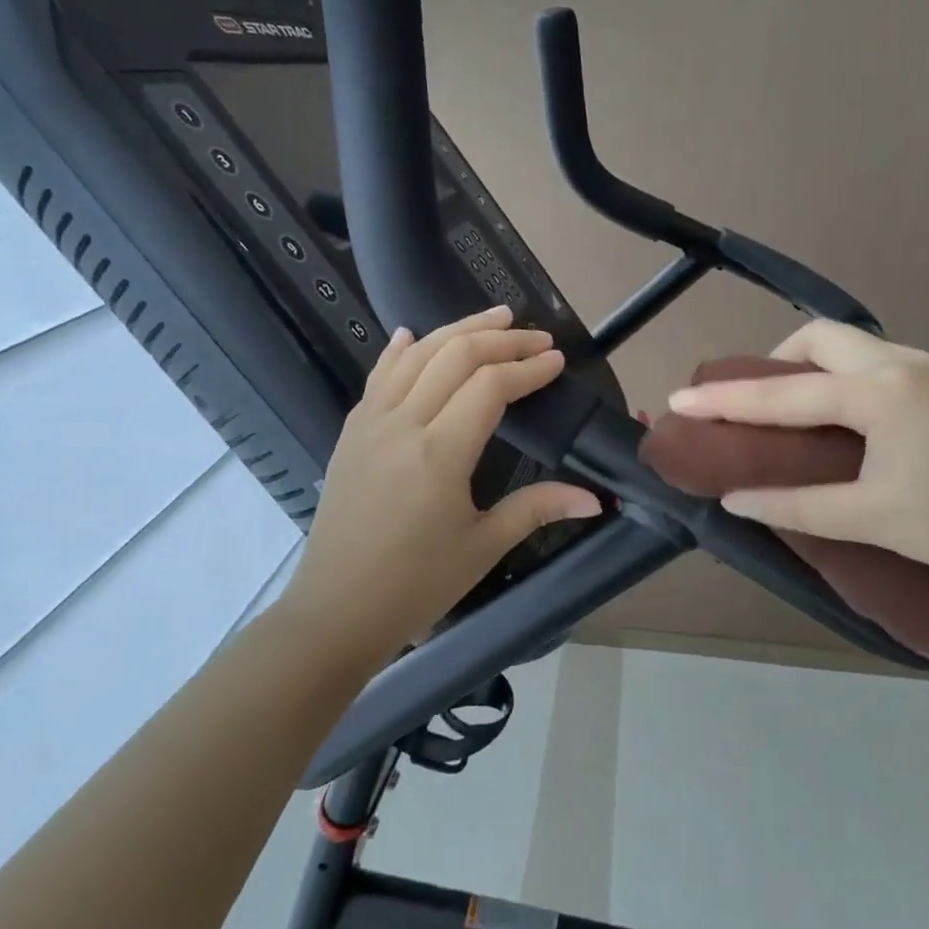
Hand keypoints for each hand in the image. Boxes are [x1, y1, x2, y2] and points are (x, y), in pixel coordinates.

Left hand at [285, 305, 603, 661]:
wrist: (335, 611)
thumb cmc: (415, 585)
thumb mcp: (483, 547)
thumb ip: (537, 509)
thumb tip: (594, 499)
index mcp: (439, 454)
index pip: (490, 387)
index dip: (528, 368)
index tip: (557, 361)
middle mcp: (402, 425)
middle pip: (455, 356)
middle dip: (502, 339)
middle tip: (536, 336)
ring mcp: (370, 424)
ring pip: (416, 355)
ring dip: (458, 329)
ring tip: (494, 316)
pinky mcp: (350, 432)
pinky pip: (378, 376)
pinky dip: (400, 350)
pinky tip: (411, 334)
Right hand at [664, 320, 928, 589]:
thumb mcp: (873, 519)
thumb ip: (797, 505)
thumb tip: (736, 499)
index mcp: (876, 393)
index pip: (782, 394)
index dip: (726, 400)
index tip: (680, 398)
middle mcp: (897, 364)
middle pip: (817, 338)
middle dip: (773, 362)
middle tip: (754, 405)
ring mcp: (926, 368)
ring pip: (849, 345)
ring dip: (809, 367)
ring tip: (793, 414)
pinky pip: (872, 361)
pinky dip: (839, 377)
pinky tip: (843, 419)